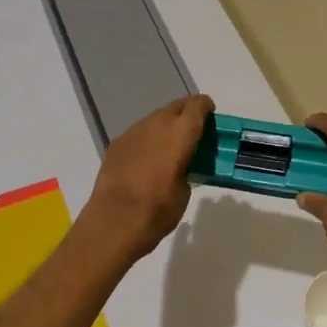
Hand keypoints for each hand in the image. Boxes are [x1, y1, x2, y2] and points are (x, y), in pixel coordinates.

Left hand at [81, 94, 213, 261]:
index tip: (211, 116)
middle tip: (193, 131)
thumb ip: (186, 168)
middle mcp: (156, 124)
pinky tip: (147, 158)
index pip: (197, 106)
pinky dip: (147, 139)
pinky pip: (138, 133)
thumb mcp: (185, 191)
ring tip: (170, 146)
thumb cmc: (158, 209)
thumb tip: (180, 166)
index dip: (206, 107)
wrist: (115, 221)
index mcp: (180, 133)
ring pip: (155, 118)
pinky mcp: (117, 144)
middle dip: (187, 113)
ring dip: (166, 126)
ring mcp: (133, 132)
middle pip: (175, 107)